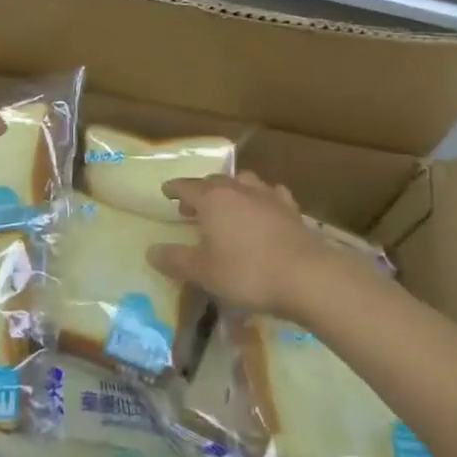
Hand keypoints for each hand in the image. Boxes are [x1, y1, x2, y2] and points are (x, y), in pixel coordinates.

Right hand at [148, 171, 348, 320]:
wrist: (305, 275)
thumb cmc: (247, 272)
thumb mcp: (204, 272)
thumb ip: (175, 260)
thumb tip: (150, 251)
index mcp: (212, 199)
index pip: (187, 186)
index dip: (174, 189)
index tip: (165, 191)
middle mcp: (238, 189)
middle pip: (214, 181)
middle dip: (200, 191)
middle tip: (191, 206)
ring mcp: (267, 195)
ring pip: (244, 182)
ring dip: (231, 190)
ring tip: (227, 204)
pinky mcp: (290, 208)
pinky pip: (271, 194)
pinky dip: (262, 198)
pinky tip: (264, 207)